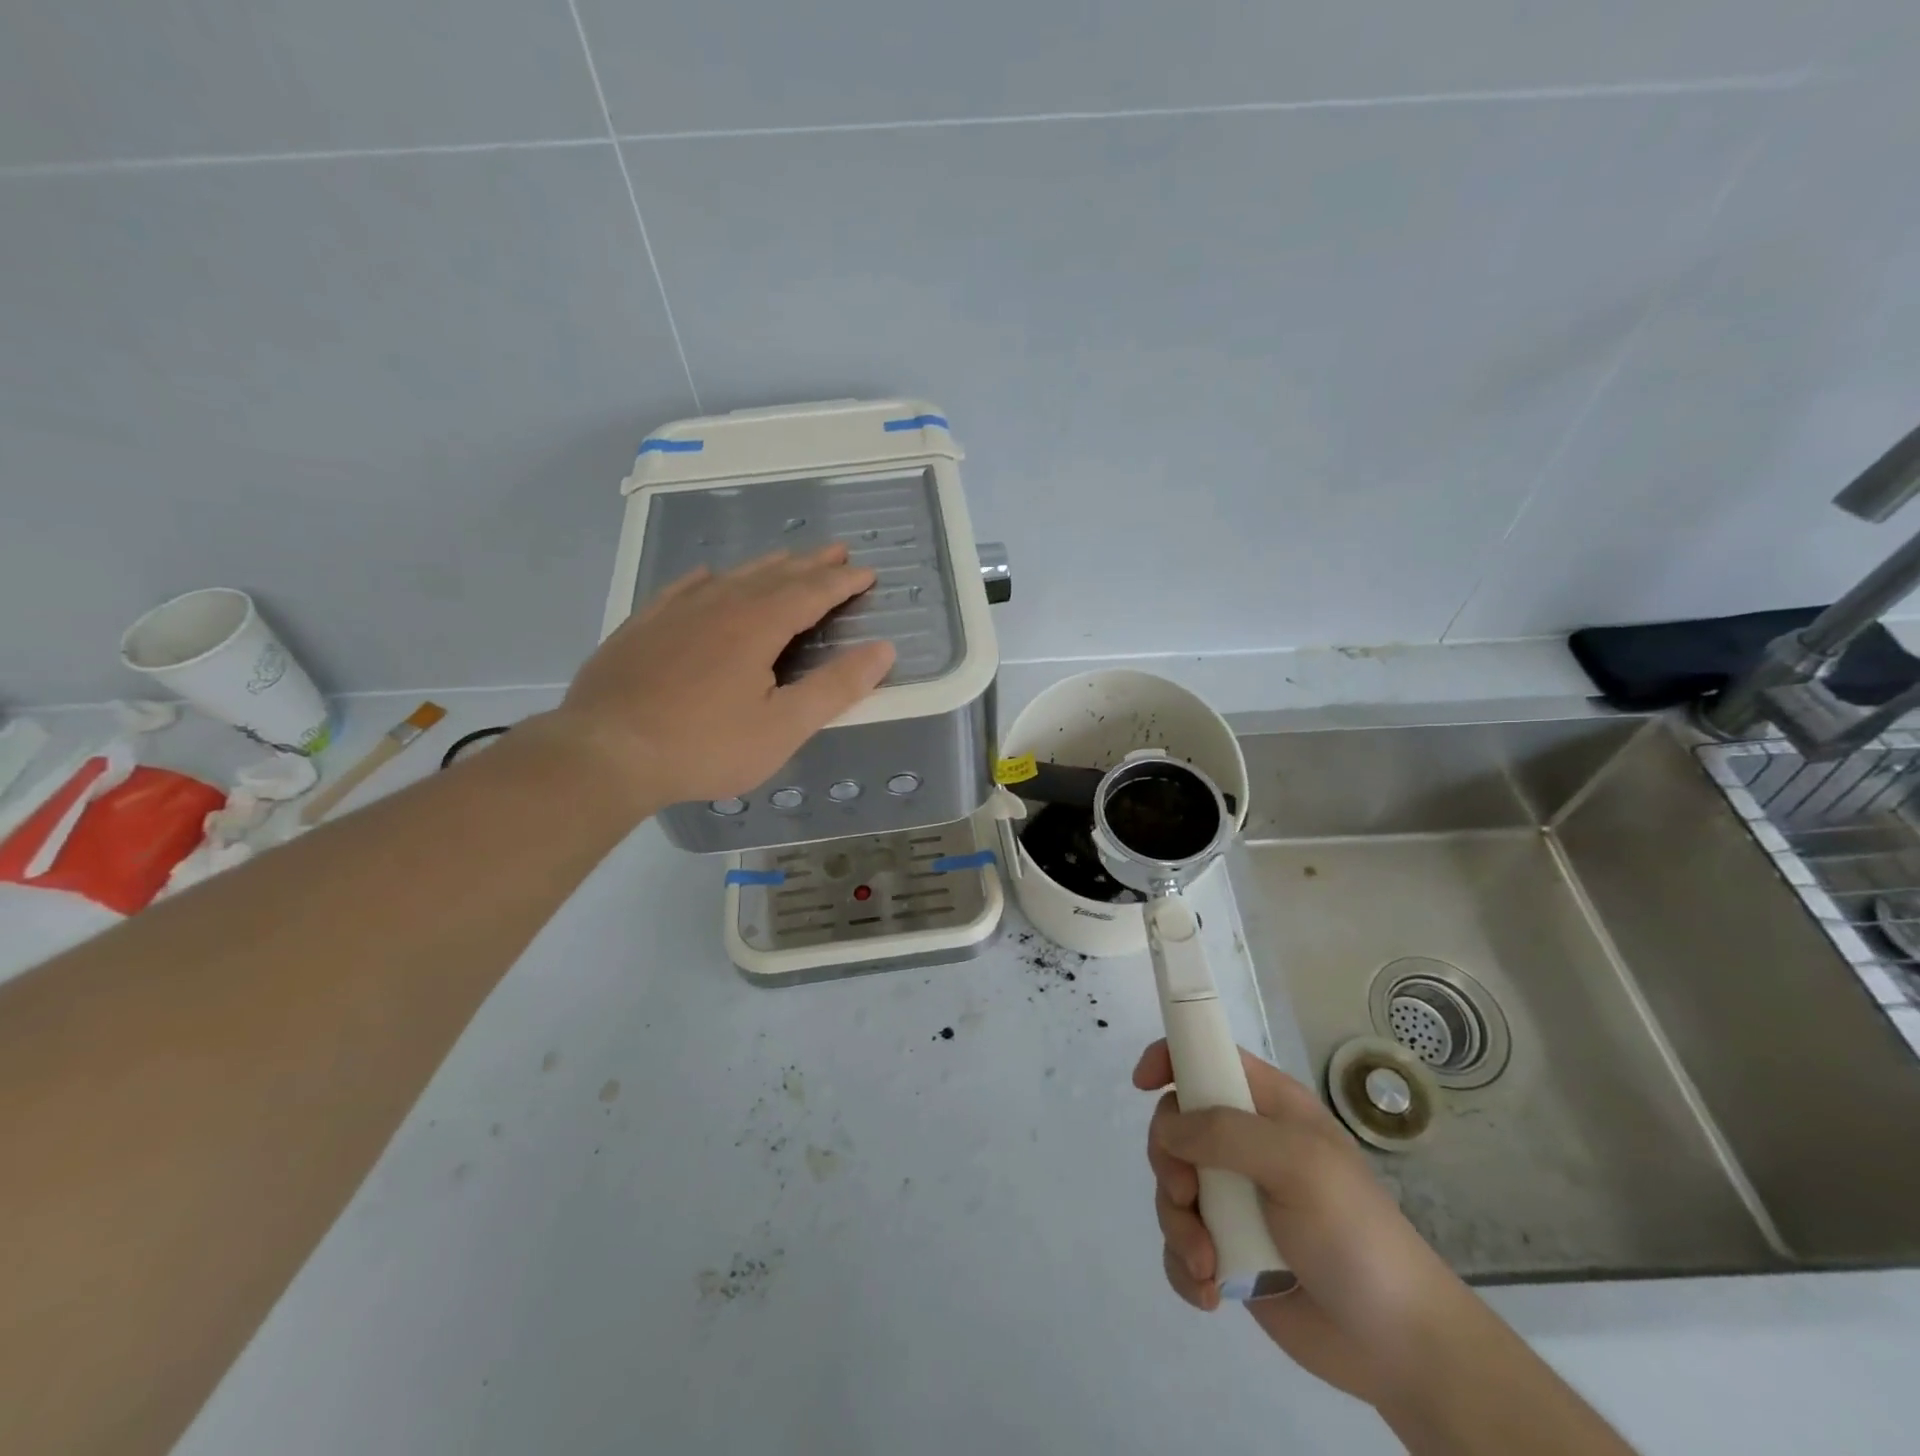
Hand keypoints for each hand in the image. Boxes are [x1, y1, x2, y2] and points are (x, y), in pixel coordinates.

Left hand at [543, 543, 893, 811]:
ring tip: (786, 559)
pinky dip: (706, 579)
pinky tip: (707, 576)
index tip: (867, 572)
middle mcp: (719, 605)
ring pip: (731, 577)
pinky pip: (682, 589)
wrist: (605, 753)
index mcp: (757, 625)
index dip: (843, 582)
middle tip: (836, 552)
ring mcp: (675, 613)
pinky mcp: (642, 627)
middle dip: (810, 565)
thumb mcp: (783, 727)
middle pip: (774, 575)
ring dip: (765, 566)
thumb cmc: (704, 746)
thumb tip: (883, 649)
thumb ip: (835, 687)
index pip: (811, 592)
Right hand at [1133, 1040, 1470, 1408]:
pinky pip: (1179, 1244)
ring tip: (1208, 1265)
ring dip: (1178, 1226)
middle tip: (1188, 1196)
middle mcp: (1244, 1146)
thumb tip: (1166, 1128)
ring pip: (1170, 1187)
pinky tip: (1211, 1291)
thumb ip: (1226, 1133)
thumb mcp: (1298, 1165)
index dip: (1171, 1058)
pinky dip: (1184, 1266)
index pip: (1207, 1058)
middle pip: (1174, 1127)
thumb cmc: (1355, 1234)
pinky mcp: (1227, 1251)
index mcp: (1267, 1108)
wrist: (1398, 1346)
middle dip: (1169, 1163)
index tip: (1143, 1084)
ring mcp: (1234, 1199)